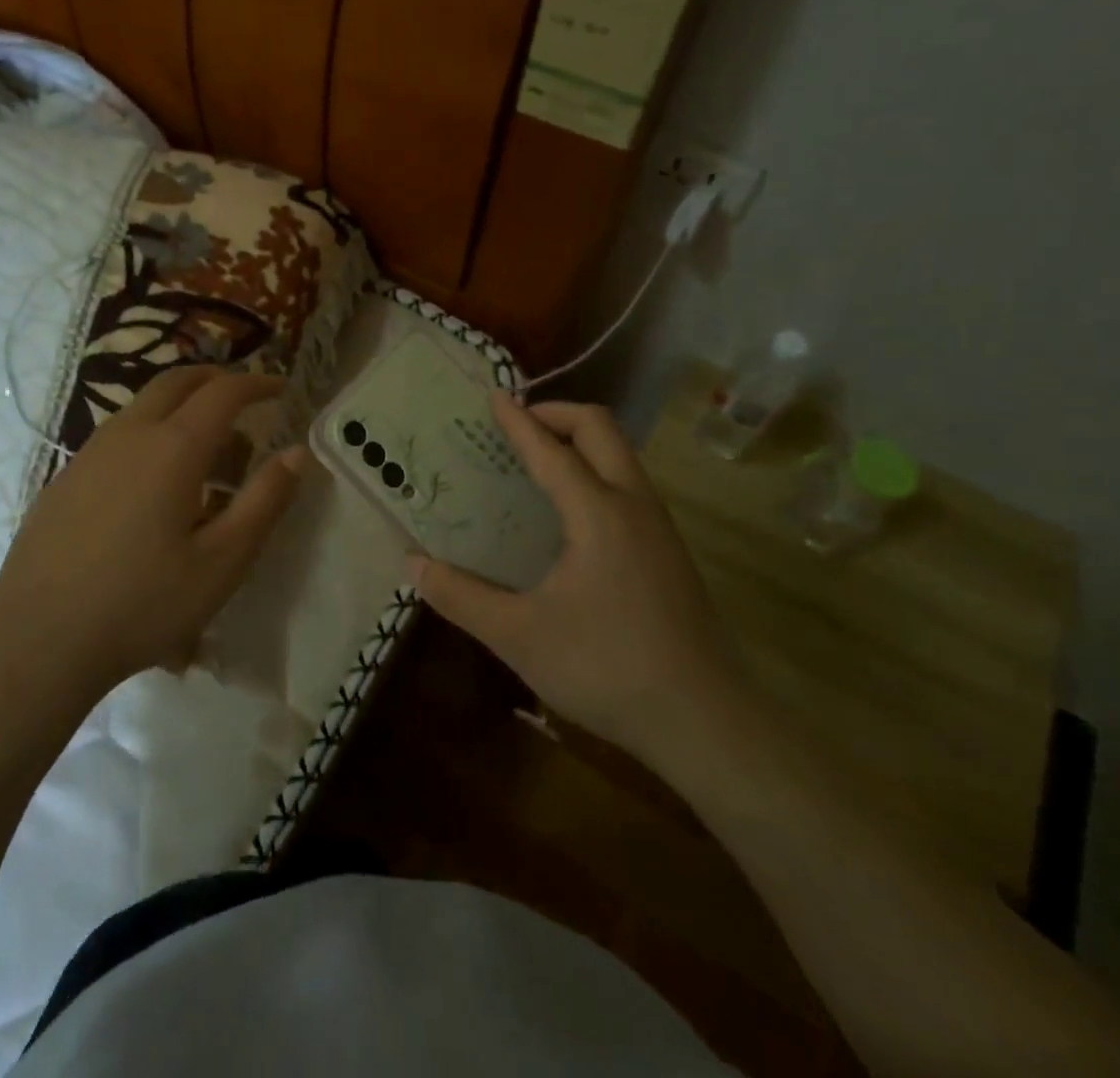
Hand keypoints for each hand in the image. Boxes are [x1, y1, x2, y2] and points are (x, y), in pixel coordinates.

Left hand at [0, 366, 305, 703]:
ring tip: (206, 453)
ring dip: (181, 408)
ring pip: (143, 406)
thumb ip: (264, 501)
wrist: (37, 641)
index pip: (223, 392)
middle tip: (244, 400)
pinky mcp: (65, 478)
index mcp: (173, 447)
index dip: (257, 383)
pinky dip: (151, 433)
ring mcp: (90, 453)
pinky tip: (154, 486)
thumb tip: (297, 453)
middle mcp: (129, 434)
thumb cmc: (143, 603)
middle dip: (216, 380)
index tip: (281, 388)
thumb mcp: (222, 561)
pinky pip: (118, 435)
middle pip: (177, 381)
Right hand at [411, 396, 757, 784]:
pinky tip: (572, 516)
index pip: (551, 449)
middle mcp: (634, 505)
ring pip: (622, 456)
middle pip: (601, 429)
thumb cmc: (606, 668)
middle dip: (557, 414)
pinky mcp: (670, 552)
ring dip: (581, 443)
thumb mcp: (519, 636)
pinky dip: (596, 473)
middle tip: (518, 426)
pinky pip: (629, 486)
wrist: (705, 722)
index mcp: (598, 513)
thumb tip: (414, 565)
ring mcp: (660, 528)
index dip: (518, 421)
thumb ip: (461, 597)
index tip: (494, 397)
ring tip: (539, 464)